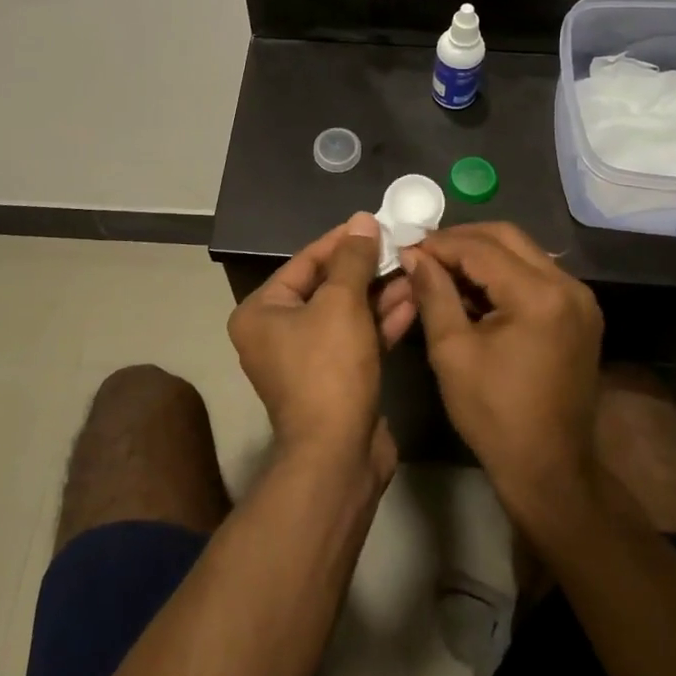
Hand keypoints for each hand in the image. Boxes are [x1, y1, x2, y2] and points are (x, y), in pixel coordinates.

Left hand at [227, 214, 413, 479]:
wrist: (338, 455)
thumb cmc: (329, 368)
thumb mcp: (341, 303)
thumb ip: (353, 259)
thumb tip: (362, 220)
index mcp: (262, 312)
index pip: (305, 262)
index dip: (341, 241)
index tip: (374, 223)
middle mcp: (277, 333)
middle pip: (327, 287)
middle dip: (366, 269)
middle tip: (400, 246)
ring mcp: (307, 359)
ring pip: (346, 314)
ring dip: (379, 294)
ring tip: (414, 270)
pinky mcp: (335, 379)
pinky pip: (357, 339)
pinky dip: (381, 322)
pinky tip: (412, 301)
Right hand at [403, 223, 602, 509]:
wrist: (549, 468)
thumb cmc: (494, 415)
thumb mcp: (452, 351)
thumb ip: (433, 293)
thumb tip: (412, 254)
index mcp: (539, 296)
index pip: (481, 248)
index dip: (439, 244)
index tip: (406, 248)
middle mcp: (568, 286)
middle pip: (507, 237)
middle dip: (462, 240)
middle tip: (424, 253)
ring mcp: (580, 299)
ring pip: (524, 252)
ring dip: (482, 254)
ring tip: (443, 269)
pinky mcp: (580, 313)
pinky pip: (536, 274)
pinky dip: (503, 273)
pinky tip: (473, 289)